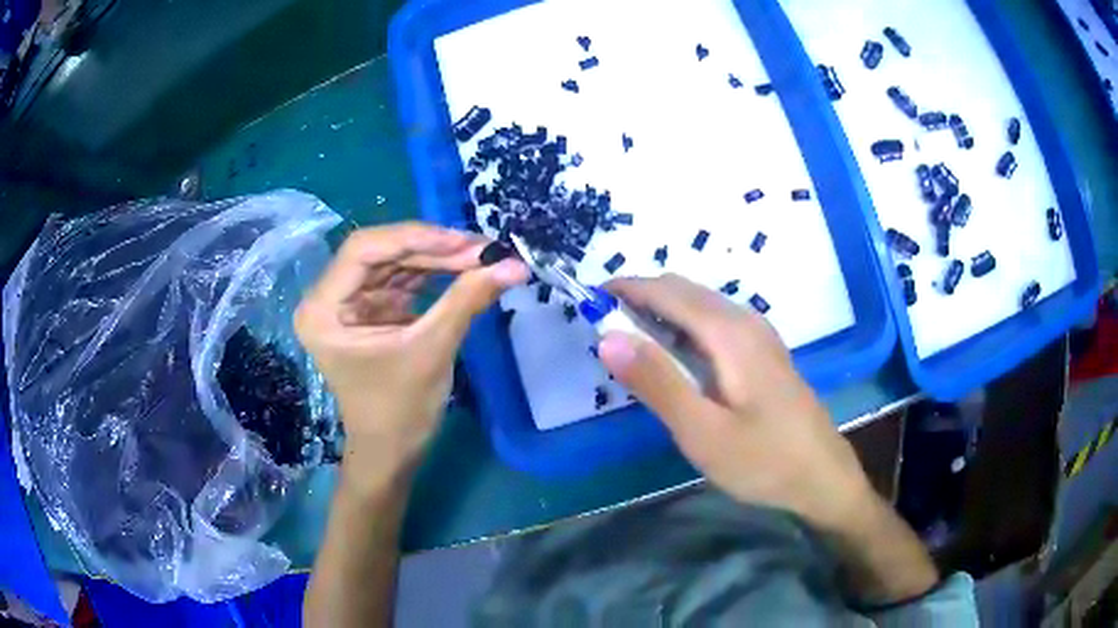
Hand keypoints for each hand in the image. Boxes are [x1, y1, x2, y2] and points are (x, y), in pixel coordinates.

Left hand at [294, 223, 527, 482]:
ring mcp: (348, 303)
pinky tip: (464, 270)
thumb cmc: (399, 412)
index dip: (414, 238)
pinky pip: (400, 280)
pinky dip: (432, 275)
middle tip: (483, 248)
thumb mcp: (432, 351)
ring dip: (437, 259)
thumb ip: (468, 300)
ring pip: (393, 263)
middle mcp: (328, 298)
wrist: (392, 453)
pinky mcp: (369, 311)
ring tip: (481, 257)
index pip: (363, 250)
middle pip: (380, 253)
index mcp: (322, 309)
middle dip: (432, 248)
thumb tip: (515, 264)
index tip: (464, 242)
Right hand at [596, 274, 874, 532]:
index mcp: (729, 332)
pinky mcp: (763, 352)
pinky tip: (674, 358)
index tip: (588, 302)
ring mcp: (758, 335)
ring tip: (629, 342)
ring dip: (661, 312)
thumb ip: (656, 381)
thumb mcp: (702, 431)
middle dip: (640, 298)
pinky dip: (683, 327)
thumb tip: (607, 337)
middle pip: (683, 291)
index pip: (666, 291)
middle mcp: (745, 320)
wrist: (822, 476)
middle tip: (603, 329)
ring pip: (699, 305)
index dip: (624, 289)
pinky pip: (714, 322)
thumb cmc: (763, 460)